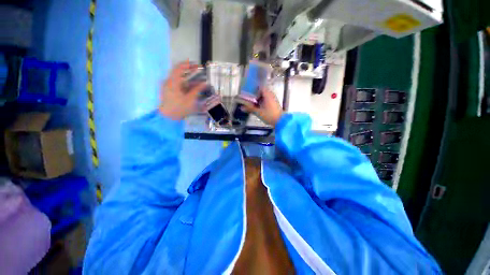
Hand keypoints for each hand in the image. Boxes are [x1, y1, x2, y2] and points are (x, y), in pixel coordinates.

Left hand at [159, 61, 206, 119]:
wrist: (168, 117)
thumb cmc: (179, 108)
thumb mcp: (190, 99)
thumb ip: (197, 90)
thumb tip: (204, 83)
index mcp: (172, 82)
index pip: (179, 68)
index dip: (187, 64)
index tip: (196, 65)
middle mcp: (169, 82)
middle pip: (179, 72)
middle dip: (190, 71)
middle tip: (199, 71)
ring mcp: (168, 87)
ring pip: (180, 79)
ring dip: (190, 79)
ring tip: (200, 82)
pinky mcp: (170, 91)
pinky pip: (179, 85)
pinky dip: (186, 85)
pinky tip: (193, 88)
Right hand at [242, 88, 282, 126]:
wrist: (280, 121)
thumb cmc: (269, 115)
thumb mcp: (258, 112)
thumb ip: (250, 109)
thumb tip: (241, 107)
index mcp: (268, 94)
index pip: (260, 88)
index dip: (254, 90)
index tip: (249, 94)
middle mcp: (271, 95)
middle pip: (262, 92)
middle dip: (255, 96)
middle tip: (249, 100)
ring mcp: (273, 100)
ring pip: (264, 97)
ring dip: (259, 100)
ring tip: (253, 105)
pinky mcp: (274, 104)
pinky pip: (267, 101)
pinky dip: (262, 103)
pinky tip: (259, 108)